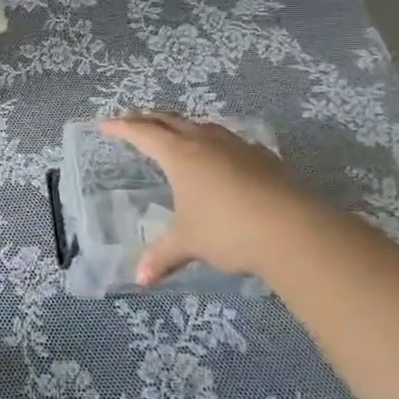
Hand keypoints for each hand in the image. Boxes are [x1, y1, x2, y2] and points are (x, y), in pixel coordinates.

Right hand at [100, 112, 324, 285]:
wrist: (293, 229)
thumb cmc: (227, 230)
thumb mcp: (188, 243)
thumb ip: (162, 256)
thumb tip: (140, 280)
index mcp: (179, 155)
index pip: (142, 133)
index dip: (121, 128)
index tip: (105, 126)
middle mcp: (204, 141)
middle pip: (169, 120)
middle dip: (147, 118)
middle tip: (132, 121)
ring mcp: (236, 146)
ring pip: (201, 125)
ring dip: (182, 126)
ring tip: (174, 134)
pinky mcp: (262, 157)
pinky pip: (228, 140)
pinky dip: (212, 141)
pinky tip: (220, 156)